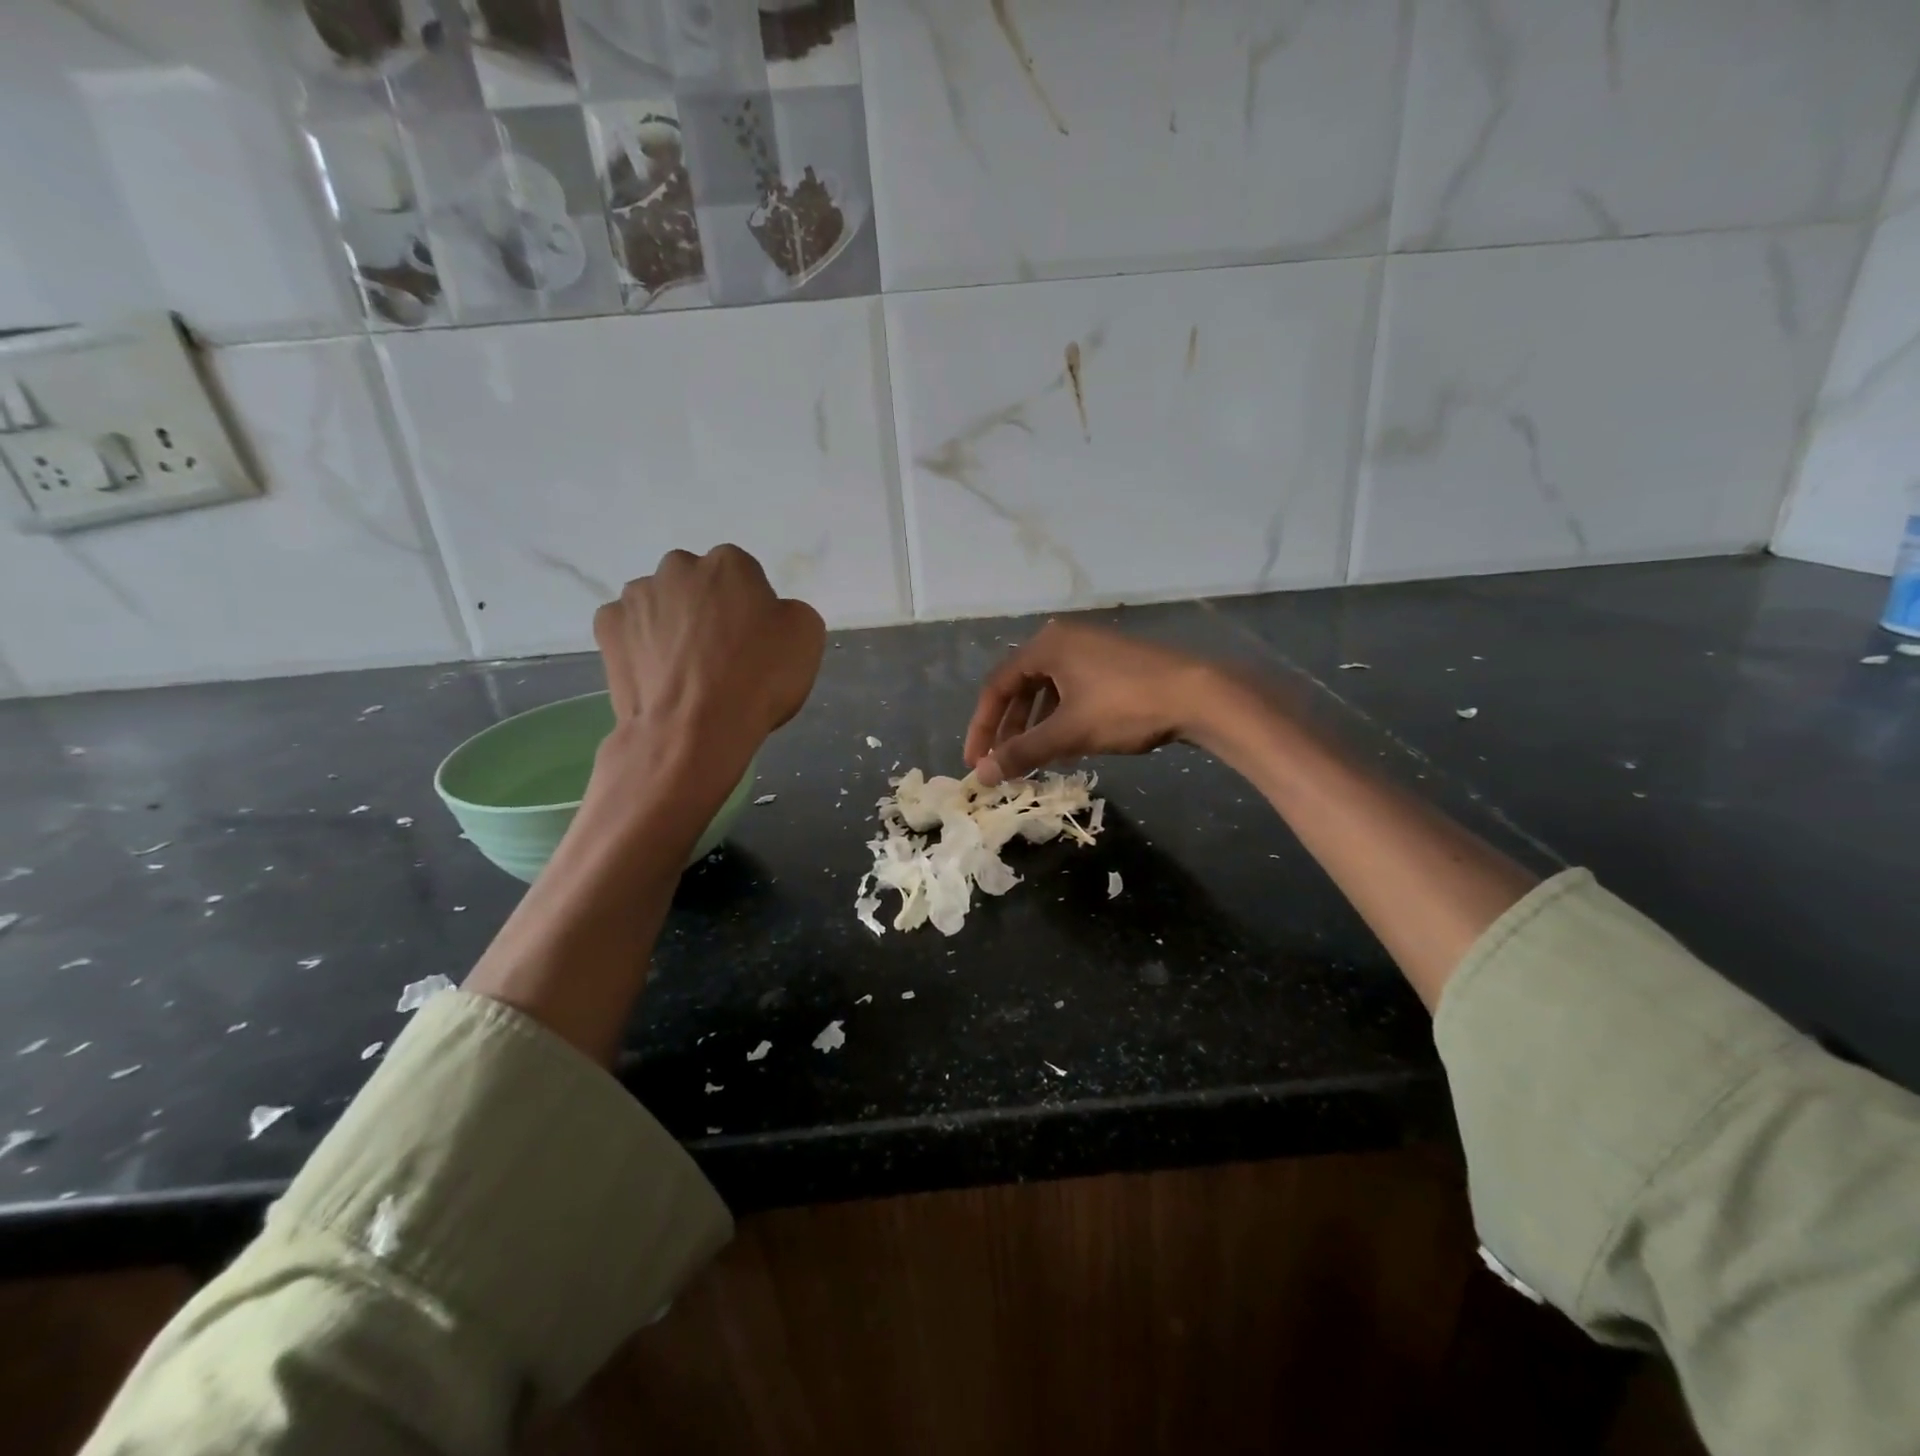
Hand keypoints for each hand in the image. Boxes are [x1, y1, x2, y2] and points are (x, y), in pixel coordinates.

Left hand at [593, 545, 824, 770]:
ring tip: (685, 670)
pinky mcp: (607, 626)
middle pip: (698, 583)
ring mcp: (636, 596)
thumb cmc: (758, 680)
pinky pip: (629, 628)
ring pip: (660, 603)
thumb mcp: (807, 638)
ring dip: (672, 624)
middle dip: (707, 608)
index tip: (755, 641)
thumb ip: (789, 611)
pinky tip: (657, 674)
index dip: (752, 609)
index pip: (744, 576)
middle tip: (721, 653)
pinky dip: (640, 644)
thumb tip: (771, 614)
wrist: (693, 731)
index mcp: (729, 563)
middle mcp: (678, 567)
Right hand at [963, 621, 1221, 785]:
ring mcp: (1091, 648)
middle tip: (1000, 762)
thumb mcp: (1068, 733)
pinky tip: (1066, 744)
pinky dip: (1060, 717)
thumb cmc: (1125, 708)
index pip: (996, 686)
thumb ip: (1022, 752)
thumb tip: (981, 776)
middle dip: (1008, 727)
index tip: (975, 761)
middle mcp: (1064, 639)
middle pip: (1020, 685)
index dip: (982, 726)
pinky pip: (1072, 689)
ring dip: (1034, 725)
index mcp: (1046, 646)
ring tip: (1031, 758)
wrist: (1199, 695)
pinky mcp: (1113, 663)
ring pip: (1047, 690)